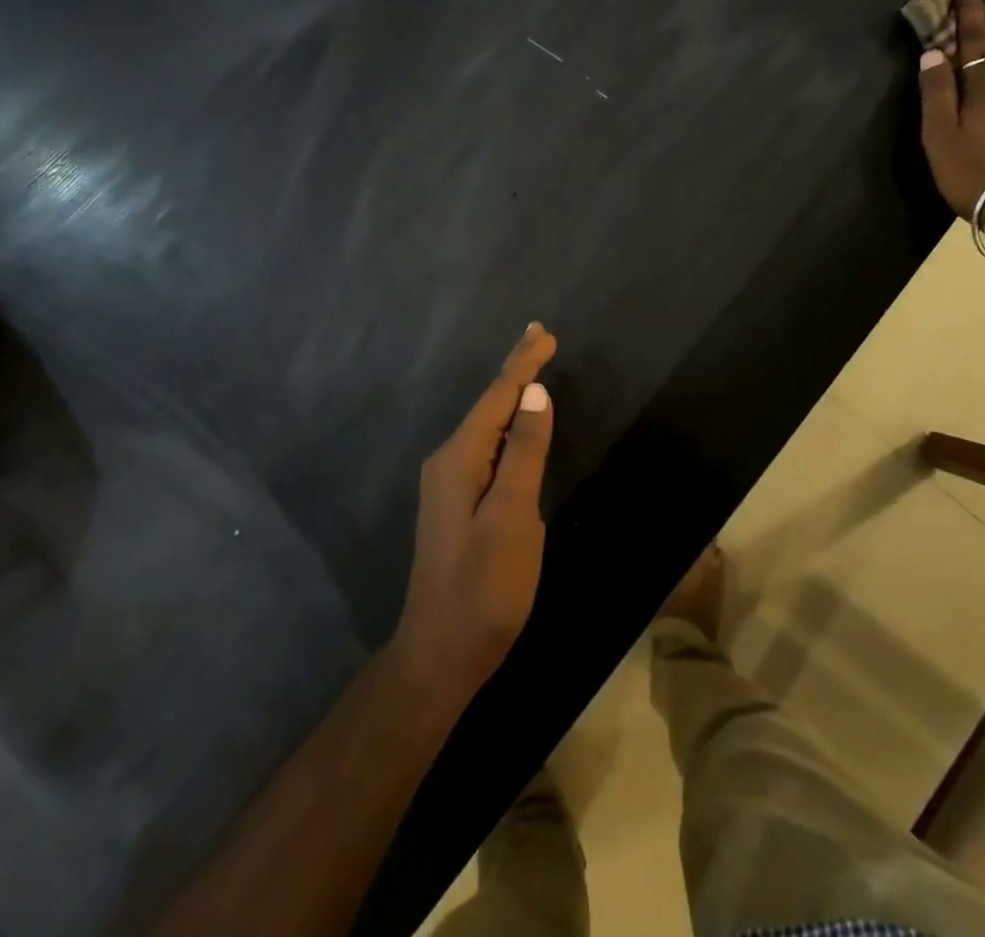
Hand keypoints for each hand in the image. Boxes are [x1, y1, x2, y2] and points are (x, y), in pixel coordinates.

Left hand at [390, 322, 558, 700]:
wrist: (441, 651)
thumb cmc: (485, 586)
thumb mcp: (514, 517)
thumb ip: (525, 452)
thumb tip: (535, 393)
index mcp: (460, 458)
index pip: (497, 396)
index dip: (522, 363)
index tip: (543, 333)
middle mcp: (448, 461)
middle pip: (489, 405)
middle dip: (516, 371)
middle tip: (541, 339)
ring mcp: (449, 483)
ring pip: (486, 425)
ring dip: (511, 395)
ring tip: (533, 370)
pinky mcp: (456, 502)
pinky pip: (486, 447)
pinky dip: (507, 425)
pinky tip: (517, 424)